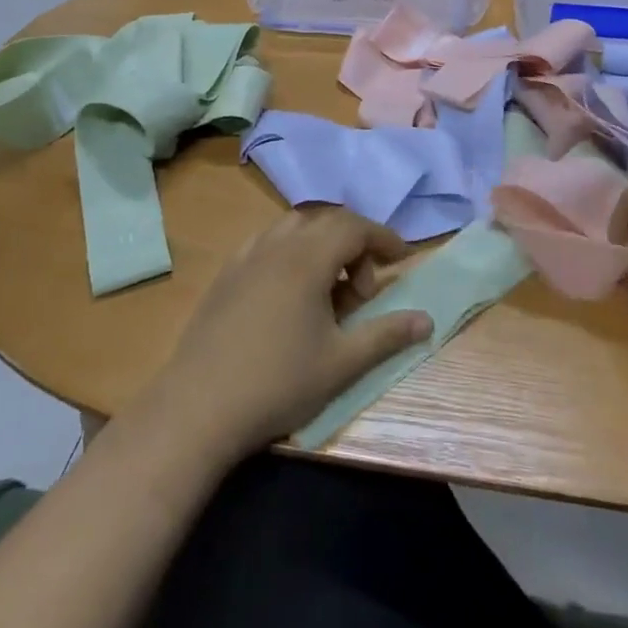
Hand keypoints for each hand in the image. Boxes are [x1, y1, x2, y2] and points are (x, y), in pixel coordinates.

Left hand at [145, 210, 432, 460]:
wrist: (200, 405)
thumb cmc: (278, 382)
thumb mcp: (342, 363)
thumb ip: (386, 335)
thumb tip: (427, 319)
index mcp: (307, 258)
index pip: (354, 227)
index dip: (383, 237)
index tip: (403, 258)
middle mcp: (277, 245)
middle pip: (326, 221)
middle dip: (354, 244)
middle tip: (363, 290)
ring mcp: (246, 256)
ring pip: (294, 228)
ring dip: (321, 245)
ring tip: (329, 288)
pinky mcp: (226, 273)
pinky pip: (268, 243)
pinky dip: (291, 251)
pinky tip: (290, 291)